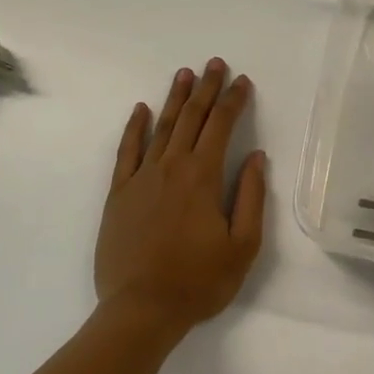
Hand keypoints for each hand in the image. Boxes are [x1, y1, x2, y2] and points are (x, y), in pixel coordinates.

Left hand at [93, 58, 267, 343]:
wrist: (140, 310)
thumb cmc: (199, 281)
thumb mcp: (243, 245)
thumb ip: (250, 196)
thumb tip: (255, 156)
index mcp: (202, 177)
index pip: (221, 126)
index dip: (234, 101)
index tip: (243, 81)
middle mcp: (171, 167)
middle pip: (191, 118)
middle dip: (206, 89)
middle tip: (216, 64)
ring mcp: (141, 178)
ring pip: (161, 128)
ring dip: (175, 99)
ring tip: (185, 75)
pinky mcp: (118, 194)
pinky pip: (127, 151)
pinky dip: (134, 128)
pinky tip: (140, 110)